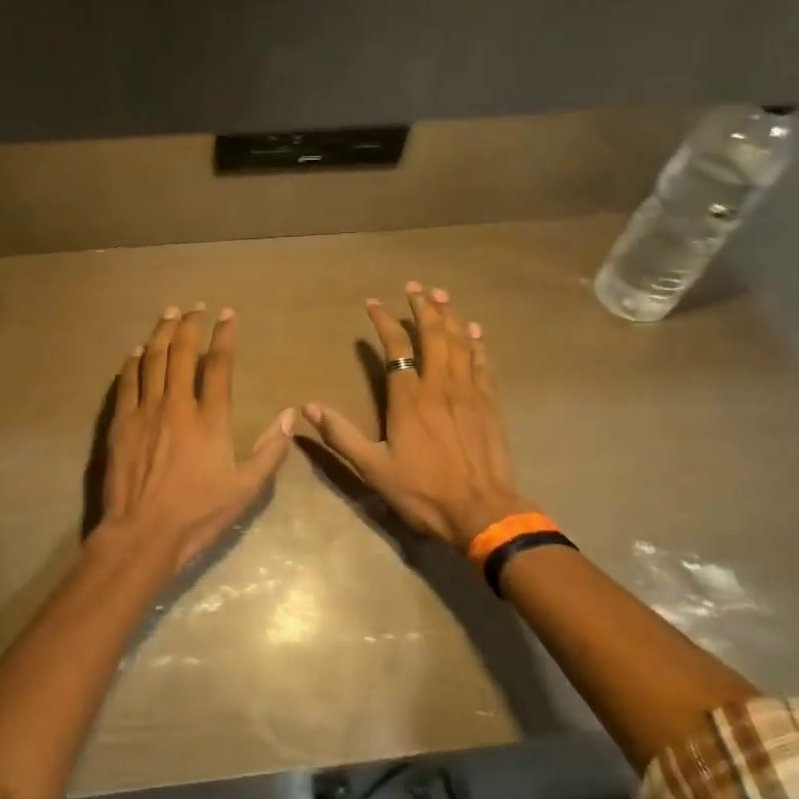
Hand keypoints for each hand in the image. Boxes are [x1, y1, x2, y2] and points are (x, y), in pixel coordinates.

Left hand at [98, 304, 294, 568]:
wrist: (143, 533)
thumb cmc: (198, 514)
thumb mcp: (246, 489)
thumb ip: (269, 450)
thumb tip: (289, 415)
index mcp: (209, 419)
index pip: (218, 365)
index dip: (224, 336)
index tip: (228, 315)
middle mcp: (176, 406)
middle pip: (181, 353)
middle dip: (189, 325)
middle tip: (194, 306)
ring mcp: (144, 412)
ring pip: (151, 360)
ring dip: (160, 333)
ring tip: (167, 314)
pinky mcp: (120, 424)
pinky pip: (126, 383)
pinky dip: (132, 363)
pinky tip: (135, 352)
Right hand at [303, 283, 529, 549]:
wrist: (481, 511)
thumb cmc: (423, 492)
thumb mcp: (373, 468)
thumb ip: (341, 435)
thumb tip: (308, 408)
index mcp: (409, 399)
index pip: (396, 348)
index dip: (385, 322)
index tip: (374, 303)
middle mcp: (440, 386)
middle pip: (434, 336)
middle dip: (424, 308)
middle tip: (416, 287)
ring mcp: (469, 393)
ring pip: (460, 343)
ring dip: (450, 317)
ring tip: (442, 296)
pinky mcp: (491, 405)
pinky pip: (483, 364)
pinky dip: (477, 343)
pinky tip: (475, 331)